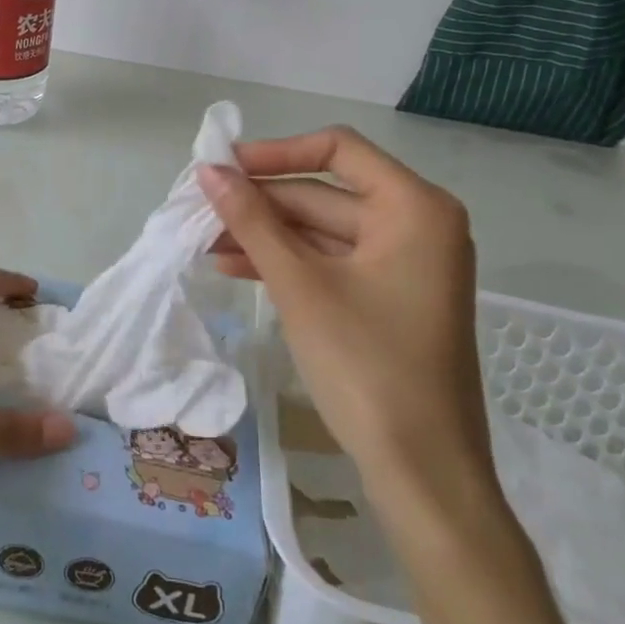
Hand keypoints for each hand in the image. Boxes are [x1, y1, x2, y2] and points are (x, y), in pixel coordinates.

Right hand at [199, 128, 497, 539]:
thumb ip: (252, 221)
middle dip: (261, 204)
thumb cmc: (367, 366)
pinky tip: (235, 269)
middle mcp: (417, 225)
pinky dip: (286, 263)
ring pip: (322, 231)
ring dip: (265, 236)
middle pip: (325, 192)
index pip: (338, 148)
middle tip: (200, 210)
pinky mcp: (389, 298)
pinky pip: (330, 263)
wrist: (424, 474)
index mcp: (415, 207)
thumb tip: (207, 171)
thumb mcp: (300, 285)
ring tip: (206, 243)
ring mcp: (405, 264)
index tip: (223, 167)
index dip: (276, 152)